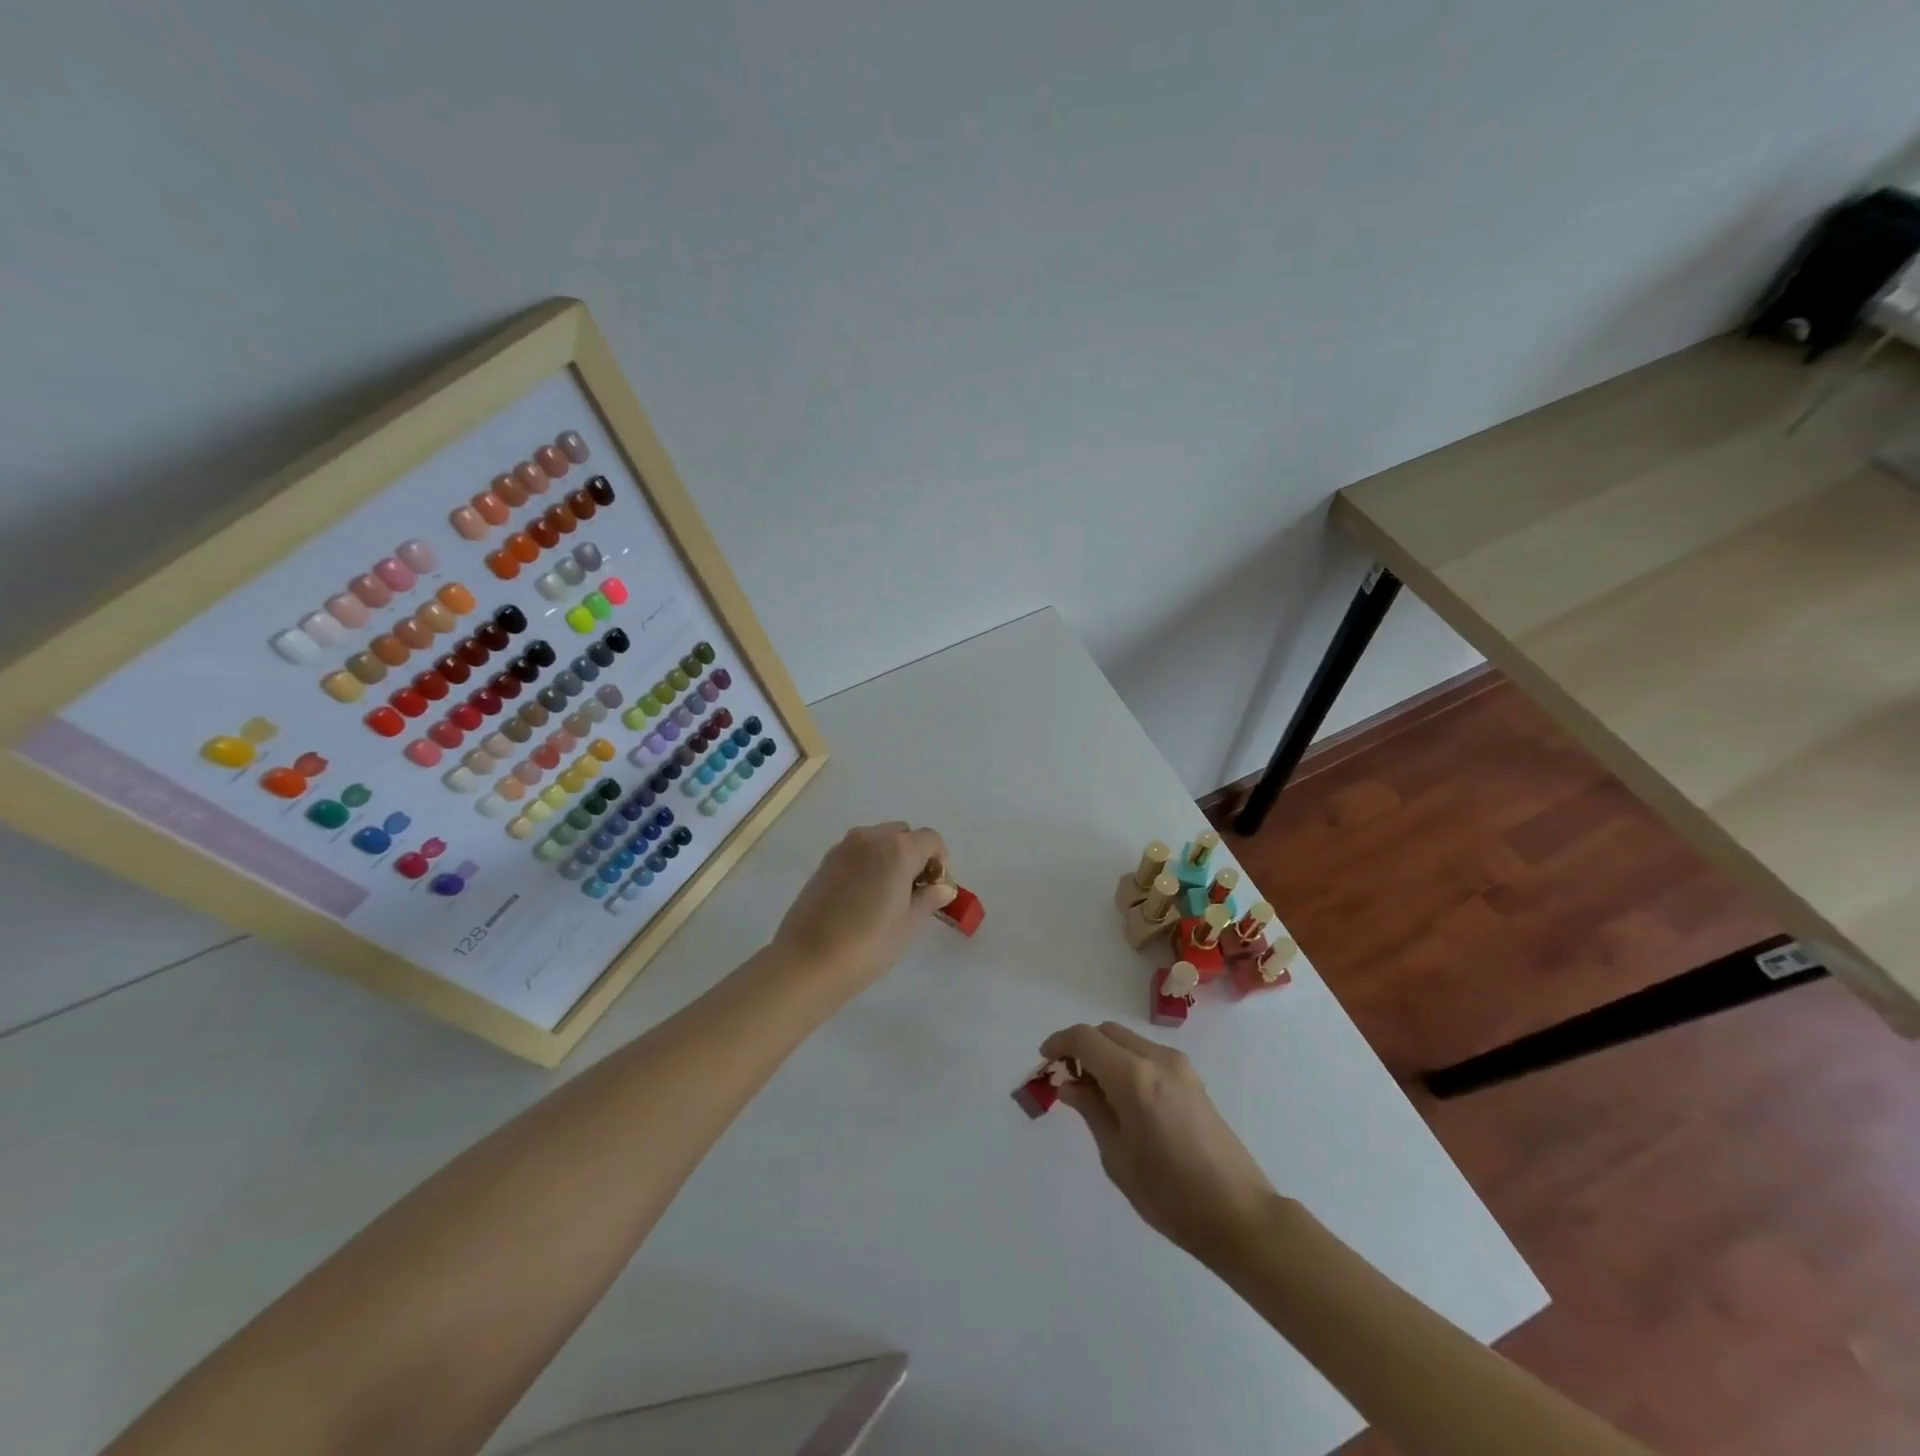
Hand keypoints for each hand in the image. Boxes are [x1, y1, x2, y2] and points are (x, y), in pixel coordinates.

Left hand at [771, 822, 954, 992]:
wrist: (808, 961)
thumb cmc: (869, 944)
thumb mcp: (909, 924)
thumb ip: (929, 899)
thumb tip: (943, 887)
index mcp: (898, 849)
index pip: (931, 839)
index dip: (939, 861)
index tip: (935, 889)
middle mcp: (870, 838)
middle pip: (903, 834)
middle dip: (914, 855)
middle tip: (913, 891)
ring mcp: (843, 847)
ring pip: (878, 840)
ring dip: (890, 857)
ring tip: (887, 895)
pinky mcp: (824, 861)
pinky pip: (857, 852)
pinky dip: (868, 863)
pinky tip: (863, 898)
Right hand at [1041, 1022, 1278, 1267]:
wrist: (1239, 1214)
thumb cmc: (1170, 1194)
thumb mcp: (1117, 1157)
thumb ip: (1091, 1111)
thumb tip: (1069, 1084)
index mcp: (1133, 1077)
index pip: (1086, 1039)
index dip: (1060, 1043)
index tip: (1045, 1060)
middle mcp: (1157, 1059)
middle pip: (1107, 1032)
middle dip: (1082, 1046)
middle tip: (1067, 1078)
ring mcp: (1179, 1066)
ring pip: (1128, 1040)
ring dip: (1105, 1053)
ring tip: (1092, 1091)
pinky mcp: (1192, 1079)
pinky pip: (1147, 1055)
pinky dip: (1126, 1061)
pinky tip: (1122, 1097)